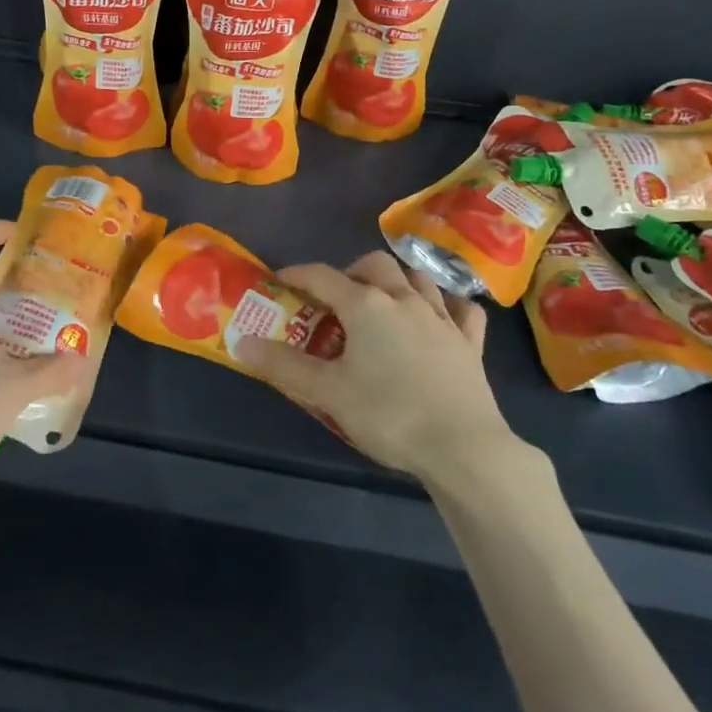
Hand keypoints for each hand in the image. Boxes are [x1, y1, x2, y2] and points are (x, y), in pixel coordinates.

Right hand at [237, 252, 527, 482]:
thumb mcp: (328, 393)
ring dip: (397, 280)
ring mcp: (442, 318)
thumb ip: (284, 365)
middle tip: (337, 298)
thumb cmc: (389, 414)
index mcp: (366, 305)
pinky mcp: (470, 342)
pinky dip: (447, 305)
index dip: (298, 274)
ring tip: (383, 302)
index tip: (281, 280)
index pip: (322, 275)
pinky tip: (440, 317)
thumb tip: (241, 342)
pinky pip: (461, 309)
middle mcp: (404, 299)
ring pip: (418, 277)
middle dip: (351, 271)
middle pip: (375, 264)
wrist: (463, 448)